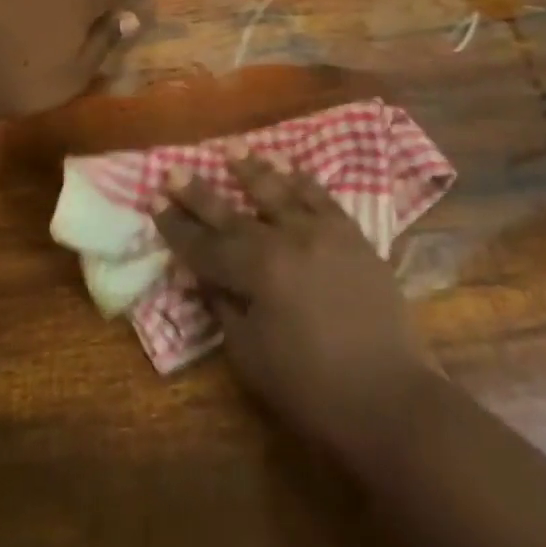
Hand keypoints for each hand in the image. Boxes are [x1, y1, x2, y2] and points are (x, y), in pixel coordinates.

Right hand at [154, 151, 436, 463]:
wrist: (391, 399)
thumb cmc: (312, 389)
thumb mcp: (252, 357)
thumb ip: (224, 308)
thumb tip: (202, 276)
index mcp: (256, 271)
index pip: (203, 244)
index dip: (176, 226)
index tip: (154, 200)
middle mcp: (285, 239)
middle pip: (232, 211)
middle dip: (199, 192)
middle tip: (174, 169)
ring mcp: (321, 232)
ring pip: (279, 190)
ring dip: (252, 168)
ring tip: (233, 147)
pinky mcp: (352, 235)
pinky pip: (322, 197)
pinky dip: (302, 179)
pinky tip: (290, 167)